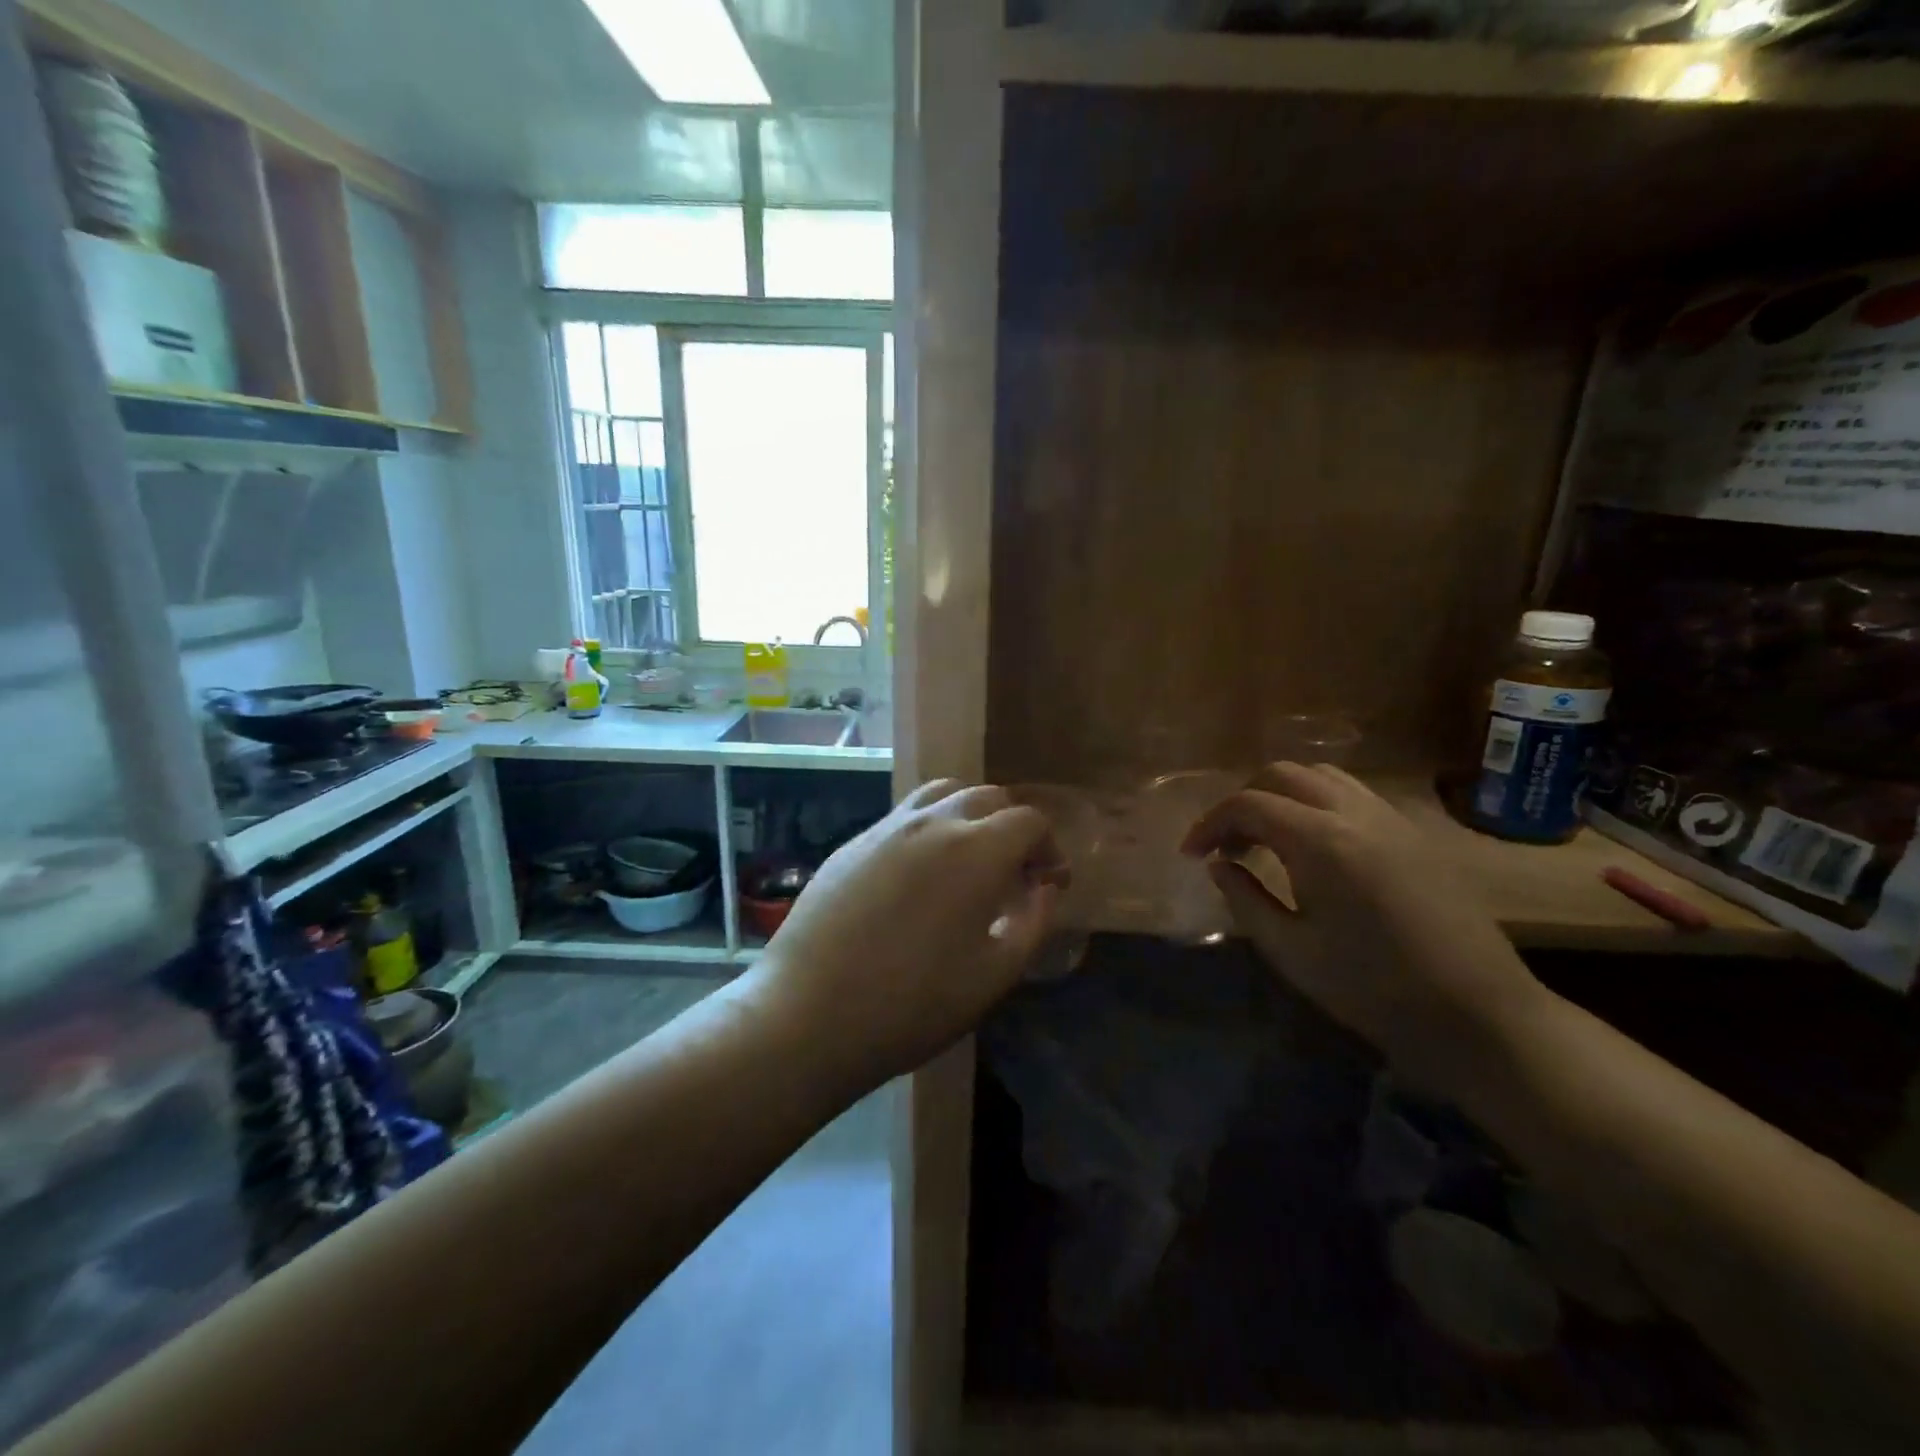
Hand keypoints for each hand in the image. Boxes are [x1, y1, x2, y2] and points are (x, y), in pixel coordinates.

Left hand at [745, 779, 1062, 1085]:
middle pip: (987, 797)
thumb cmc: (911, 1005)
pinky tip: (919, 875)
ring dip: (968, 815)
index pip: (1028, 821)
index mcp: (975, 852)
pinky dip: (929, 828)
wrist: (807, 1015)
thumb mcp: (993, 976)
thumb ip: (1032, 924)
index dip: (1049, 848)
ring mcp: (887, 828)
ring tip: (968, 861)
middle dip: (1012, 828)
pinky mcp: (853, 842)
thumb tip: (1045, 888)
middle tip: (1013, 874)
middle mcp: (932, 823)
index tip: (1050, 883)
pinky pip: (904, 816)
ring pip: (942, 793)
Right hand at [1182, 763, 1545, 1089]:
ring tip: (1266, 840)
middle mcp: (1355, 813)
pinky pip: (1353, 795)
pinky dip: (1317, 804)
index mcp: (1320, 840)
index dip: (1210, 824)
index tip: (1192, 855)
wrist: (1478, 1014)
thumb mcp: (1291, 951)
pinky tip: (1313, 847)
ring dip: (1281, 796)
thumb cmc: (1373, 988)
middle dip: (1243, 801)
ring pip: (1321, 776)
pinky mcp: (1413, 833)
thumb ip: (1246, 899)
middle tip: (1227, 845)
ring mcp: (1390, 818)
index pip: (1247, 804)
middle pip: (1282, 774)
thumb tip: (1219, 865)